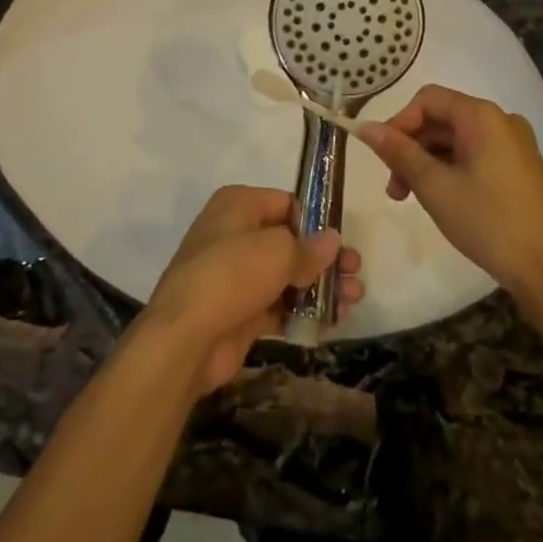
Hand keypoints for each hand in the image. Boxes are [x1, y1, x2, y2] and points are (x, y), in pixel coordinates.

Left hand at [141, 186, 363, 396]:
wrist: (186, 338)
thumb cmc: (232, 274)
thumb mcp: (278, 252)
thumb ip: (309, 248)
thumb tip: (332, 241)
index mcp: (238, 205)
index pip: (286, 203)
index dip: (316, 220)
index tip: (342, 240)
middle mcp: (235, 234)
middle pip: (289, 241)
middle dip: (324, 258)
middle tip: (356, 272)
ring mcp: (236, 275)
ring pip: (287, 276)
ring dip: (320, 287)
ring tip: (353, 300)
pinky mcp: (240, 311)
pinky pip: (279, 305)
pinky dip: (303, 311)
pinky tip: (332, 321)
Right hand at [359, 86, 542, 298]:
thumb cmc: (488, 221)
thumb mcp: (434, 186)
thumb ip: (398, 152)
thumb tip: (364, 127)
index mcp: (482, 116)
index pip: (427, 100)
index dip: (399, 122)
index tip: (382, 156)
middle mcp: (501, 120)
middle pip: (441, 119)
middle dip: (411, 148)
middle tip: (394, 189)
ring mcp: (514, 144)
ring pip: (456, 140)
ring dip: (428, 162)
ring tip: (411, 199)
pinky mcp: (520, 167)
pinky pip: (475, 155)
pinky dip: (451, 170)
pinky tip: (441, 199)